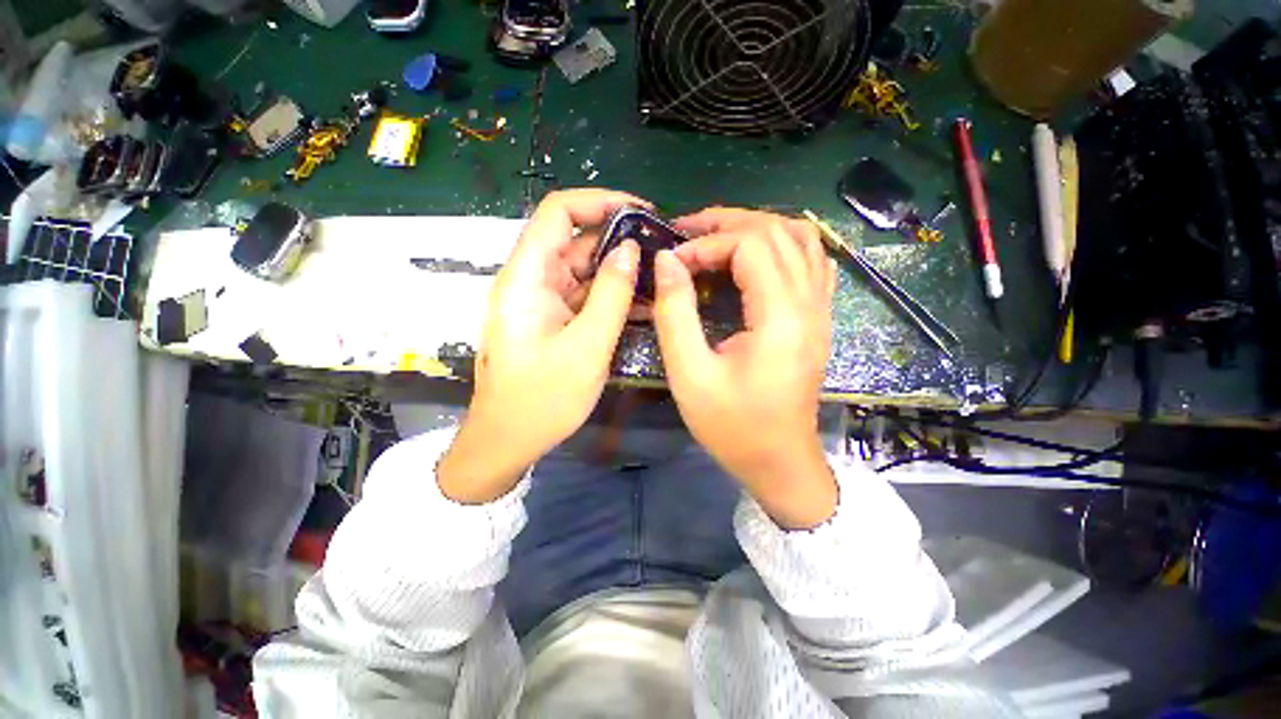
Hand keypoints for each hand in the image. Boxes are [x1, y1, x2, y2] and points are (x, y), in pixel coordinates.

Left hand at [438, 189, 646, 502]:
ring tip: (660, 277)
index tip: (642, 212)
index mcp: (527, 277)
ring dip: (619, 271)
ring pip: (584, 270)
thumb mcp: (586, 346)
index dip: (600, 201)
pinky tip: (641, 303)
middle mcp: (532, 281)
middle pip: (576, 241)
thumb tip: (630, 249)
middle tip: (663, 251)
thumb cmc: (542, 399)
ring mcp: (543, 301)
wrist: (508, 441)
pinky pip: (585, 296)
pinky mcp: (553, 320)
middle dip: (619, 240)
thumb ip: (611, 294)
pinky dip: (611, 296)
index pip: (558, 212)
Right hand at [655, 208, 837, 528]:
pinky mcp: (818, 318)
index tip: (673, 261)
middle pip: (779, 231)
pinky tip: (753, 257)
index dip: (708, 242)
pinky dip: (781, 245)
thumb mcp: (689, 375)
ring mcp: (821, 310)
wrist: (780, 462)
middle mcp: (811, 304)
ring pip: (801, 239)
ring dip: (756, 227)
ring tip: (716, 236)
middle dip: (729, 222)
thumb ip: (675, 313)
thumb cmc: (732, 427)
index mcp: (782, 319)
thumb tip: (666, 261)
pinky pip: (812, 260)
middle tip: (687, 231)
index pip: (752, 246)